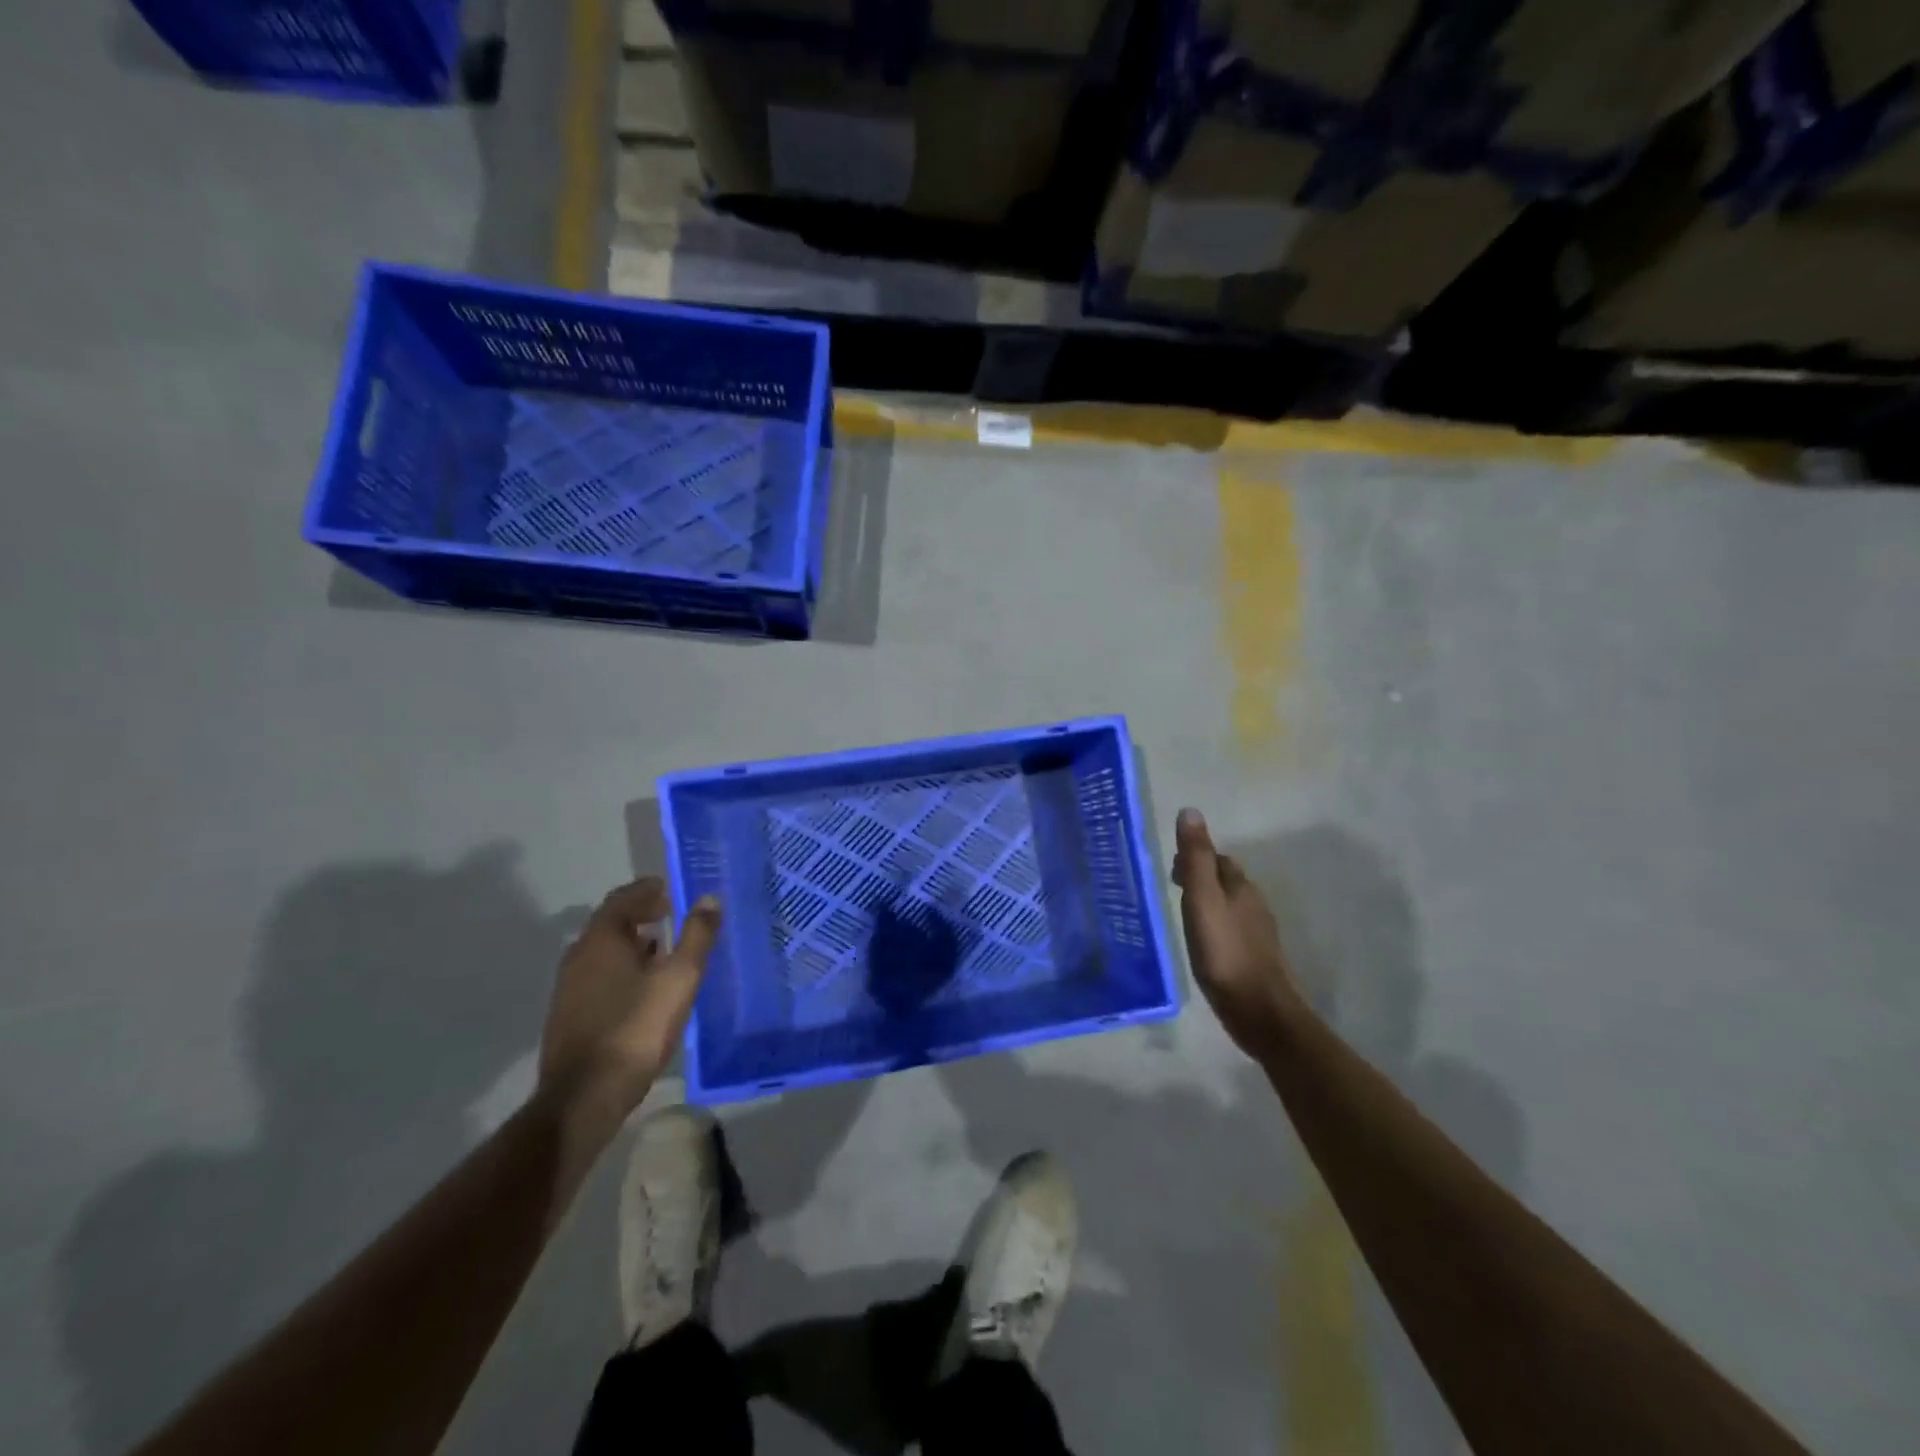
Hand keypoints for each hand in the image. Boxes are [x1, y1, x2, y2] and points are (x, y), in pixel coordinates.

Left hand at [538, 878, 720, 1134]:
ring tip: (668, 951)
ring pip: (606, 952)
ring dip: (635, 944)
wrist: (584, 1096)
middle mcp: (579, 955)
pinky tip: (646, 989)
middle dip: (644, 915)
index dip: (649, 890)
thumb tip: (710, 898)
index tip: (674, 891)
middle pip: (612, 923)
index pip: (623, 897)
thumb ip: (697, 936)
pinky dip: (624, 969)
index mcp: (602, 939)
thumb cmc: (636, 1027)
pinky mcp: (570, 1014)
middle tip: (676, 916)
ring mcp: (570, 987)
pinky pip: (601, 976)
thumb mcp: (679, 979)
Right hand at [1173, 809, 1305, 1057]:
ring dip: (1208, 901)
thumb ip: (1196, 858)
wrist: (1260, 1011)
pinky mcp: (1256, 957)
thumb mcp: (1202, 900)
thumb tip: (1190, 811)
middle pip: (1226, 880)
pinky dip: (1215, 925)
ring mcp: (1258, 933)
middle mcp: (1253, 904)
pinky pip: (1232, 929)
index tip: (1170, 867)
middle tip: (1172, 886)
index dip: (1195, 857)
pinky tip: (1203, 941)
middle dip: (1201, 877)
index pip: (1217, 858)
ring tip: (1183, 912)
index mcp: (1240, 887)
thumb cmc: (1225, 952)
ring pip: (1230, 905)